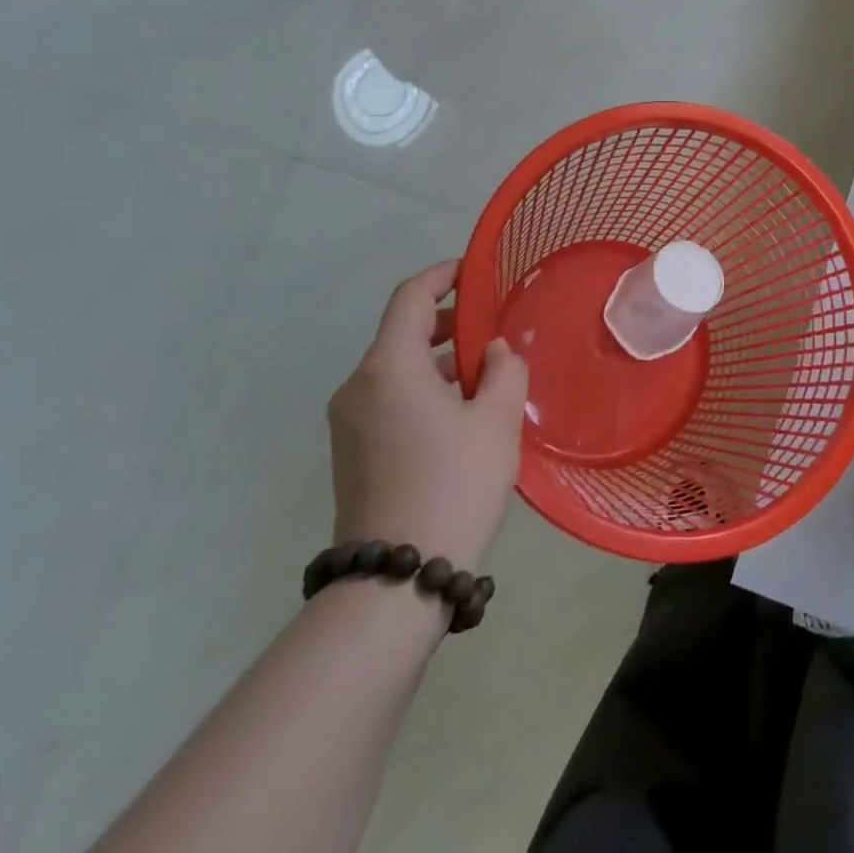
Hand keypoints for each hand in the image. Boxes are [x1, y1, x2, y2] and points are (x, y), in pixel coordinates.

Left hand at [328, 261, 528, 571]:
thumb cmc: (454, 483)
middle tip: (495, 328)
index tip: (476, 272)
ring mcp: (349, 422)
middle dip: (450, 322)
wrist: (396, 581)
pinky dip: (425, 389)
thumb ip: (504, 370)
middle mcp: (358, 387)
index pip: (411, 297)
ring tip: (488, 374)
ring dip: (441, 360)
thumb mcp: (497, 419)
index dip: (443, 276)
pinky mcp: (352, 452)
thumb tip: (494, 352)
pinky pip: (391, 399)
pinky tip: (463, 412)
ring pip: (398, 369)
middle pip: (403, 333)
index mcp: (389, 368)